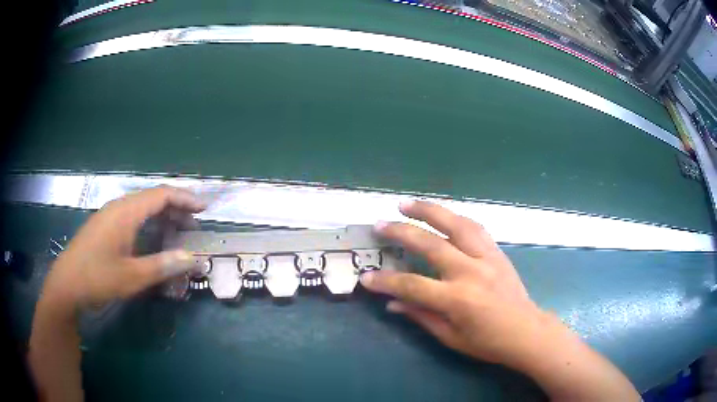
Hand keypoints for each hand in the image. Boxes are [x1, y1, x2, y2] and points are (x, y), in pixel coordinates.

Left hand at [41, 186, 205, 311]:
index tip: (204, 209)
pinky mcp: (104, 227)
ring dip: (162, 216)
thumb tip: (192, 258)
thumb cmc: (97, 278)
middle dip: (176, 208)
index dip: (185, 198)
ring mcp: (109, 216)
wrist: (66, 285)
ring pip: (142, 208)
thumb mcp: (132, 277)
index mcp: (125, 212)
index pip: (161, 195)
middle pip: (152, 198)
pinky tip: (152, 239)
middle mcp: (118, 207)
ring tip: (178, 231)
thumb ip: (162, 266)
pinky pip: (132, 217)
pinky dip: (148, 224)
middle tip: (195, 224)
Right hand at [361, 200, 548, 367]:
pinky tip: (443, 215)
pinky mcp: (497, 252)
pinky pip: (475, 228)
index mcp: (458, 299)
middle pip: (431, 244)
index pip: (413, 285)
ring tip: (407, 204)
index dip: (386, 282)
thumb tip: (392, 303)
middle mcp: (471, 272)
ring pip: (456, 224)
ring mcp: (487, 257)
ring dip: (429, 211)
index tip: (366, 277)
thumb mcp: (451, 337)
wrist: (526, 332)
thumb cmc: (488, 342)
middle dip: (402, 232)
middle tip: (380, 224)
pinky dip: (455, 218)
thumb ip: (421, 316)